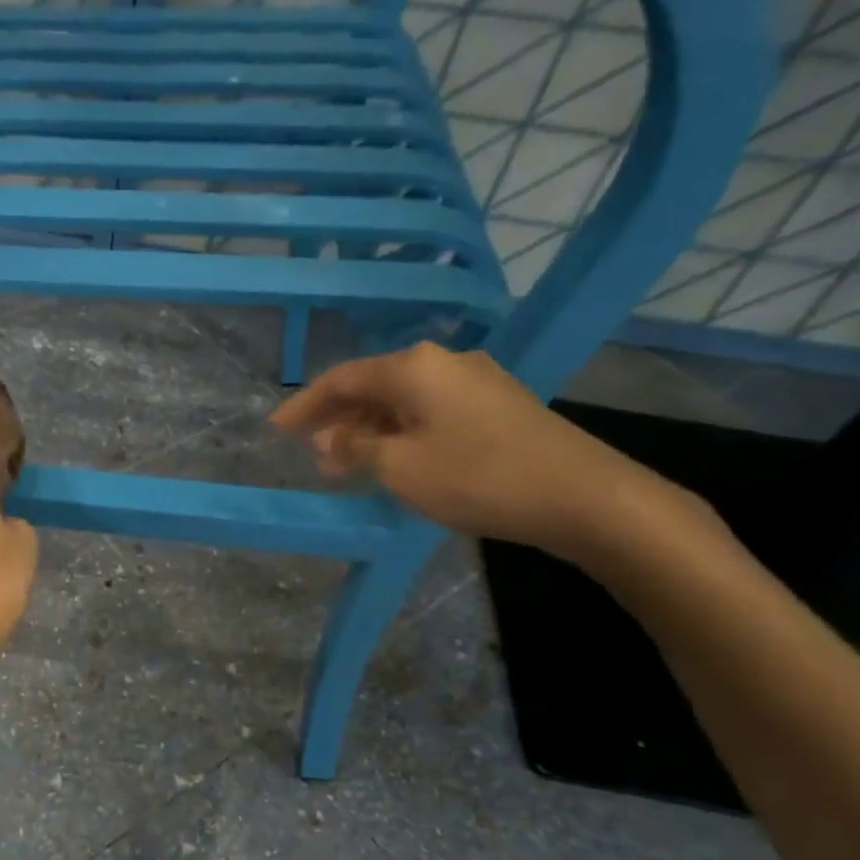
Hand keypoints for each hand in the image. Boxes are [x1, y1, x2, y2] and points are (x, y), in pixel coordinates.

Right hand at [270, 343, 668, 560]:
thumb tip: (328, 441)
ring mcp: (476, 383)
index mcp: (414, 367)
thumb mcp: (400, 467)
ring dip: (370, 432)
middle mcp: (443, 363)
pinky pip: (431, 414)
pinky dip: (402, 435)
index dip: (305, 405)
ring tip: (346, 468)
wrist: (584, 496)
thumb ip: (355, 450)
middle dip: (337, 421)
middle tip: (310, 455)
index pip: (342, 379)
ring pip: (404, 402)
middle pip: (373, 386)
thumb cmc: (478, 477)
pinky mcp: (499, 407)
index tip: (276, 430)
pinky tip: (395, 462)